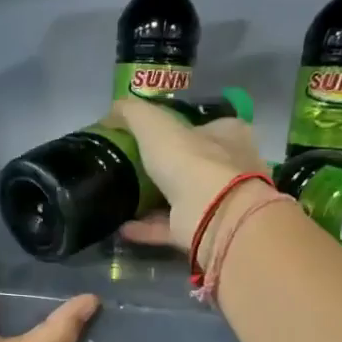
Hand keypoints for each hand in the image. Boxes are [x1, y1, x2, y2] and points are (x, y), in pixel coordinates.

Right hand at [112, 98, 269, 261]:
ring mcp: (219, 202)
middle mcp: (230, 167)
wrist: (214, 214)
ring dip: (154, 200)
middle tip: (133, 168)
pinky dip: (147, 227)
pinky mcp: (205, 230)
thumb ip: (132, 114)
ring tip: (124, 198)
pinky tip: (123, 227)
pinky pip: (171, 226)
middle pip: (195, 163)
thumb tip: (111, 111)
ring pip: (183, 198)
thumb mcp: (154, 124)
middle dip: (167, 166)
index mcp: (229, 135)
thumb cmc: (191, 160)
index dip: (180, 128)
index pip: (206, 126)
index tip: (149, 137)